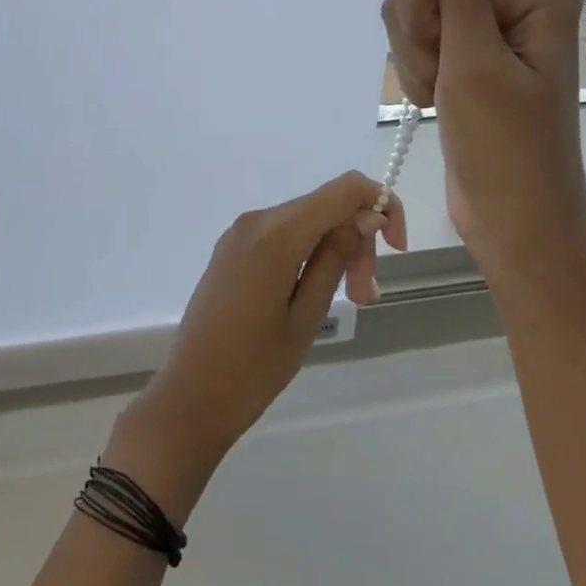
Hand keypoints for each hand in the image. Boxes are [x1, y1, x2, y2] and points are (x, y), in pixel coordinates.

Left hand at [108, 172, 405, 517]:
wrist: (190, 397)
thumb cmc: (253, 368)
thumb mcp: (307, 314)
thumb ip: (336, 257)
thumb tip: (367, 215)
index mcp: (276, 233)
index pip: (344, 189)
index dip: (381, 205)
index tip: (396, 250)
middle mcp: (256, 220)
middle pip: (326, 207)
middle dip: (356, 241)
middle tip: (366, 298)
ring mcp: (239, 232)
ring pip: (306, 221)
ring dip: (334, 250)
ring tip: (348, 301)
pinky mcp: (232, 249)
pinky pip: (282, 234)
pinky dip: (307, 252)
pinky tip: (313, 291)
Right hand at [380, 0, 585, 274]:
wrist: (510, 218)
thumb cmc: (506, 146)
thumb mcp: (476, 60)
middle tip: (439, 49)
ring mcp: (479, 23)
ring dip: (414, 38)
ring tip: (440, 84)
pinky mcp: (457, 49)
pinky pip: (414, 28)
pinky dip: (414, 61)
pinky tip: (433, 95)